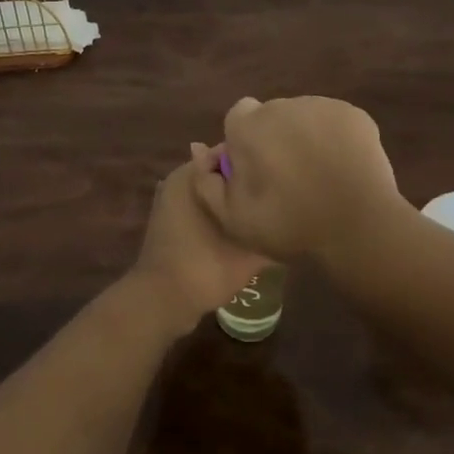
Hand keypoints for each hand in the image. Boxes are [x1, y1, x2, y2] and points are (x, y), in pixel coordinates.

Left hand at [129, 143, 269, 336]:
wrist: (161, 302)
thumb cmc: (203, 267)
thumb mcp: (246, 249)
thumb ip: (267, 222)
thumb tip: (292, 209)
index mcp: (190, 174)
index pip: (230, 151)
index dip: (258, 162)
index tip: (282, 175)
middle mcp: (179, 180)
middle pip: (222, 171)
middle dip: (248, 181)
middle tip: (281, 195)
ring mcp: (172, 201)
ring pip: (213, 191)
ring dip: (236, 200)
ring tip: (268, 211)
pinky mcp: (172, 222)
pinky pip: (203, 207)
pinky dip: (222, 213)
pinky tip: (246, 227)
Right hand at [191, 96, 405, 262]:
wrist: (358, 230)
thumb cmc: (289, 226)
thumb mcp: (232, 219)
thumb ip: (206, 182)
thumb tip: (199, 150)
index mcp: (247, 127)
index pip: (237, 118)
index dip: (243, 143)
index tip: (255, 171)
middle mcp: (281, 106)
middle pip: (270, 115)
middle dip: (273, 138)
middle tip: (287, 178)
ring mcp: (320, 106)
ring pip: (302, 116)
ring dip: (303, 137)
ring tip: (318, 175)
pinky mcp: (353, 114)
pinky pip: (332, 121)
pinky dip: (333, 138)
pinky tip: (340, 168)